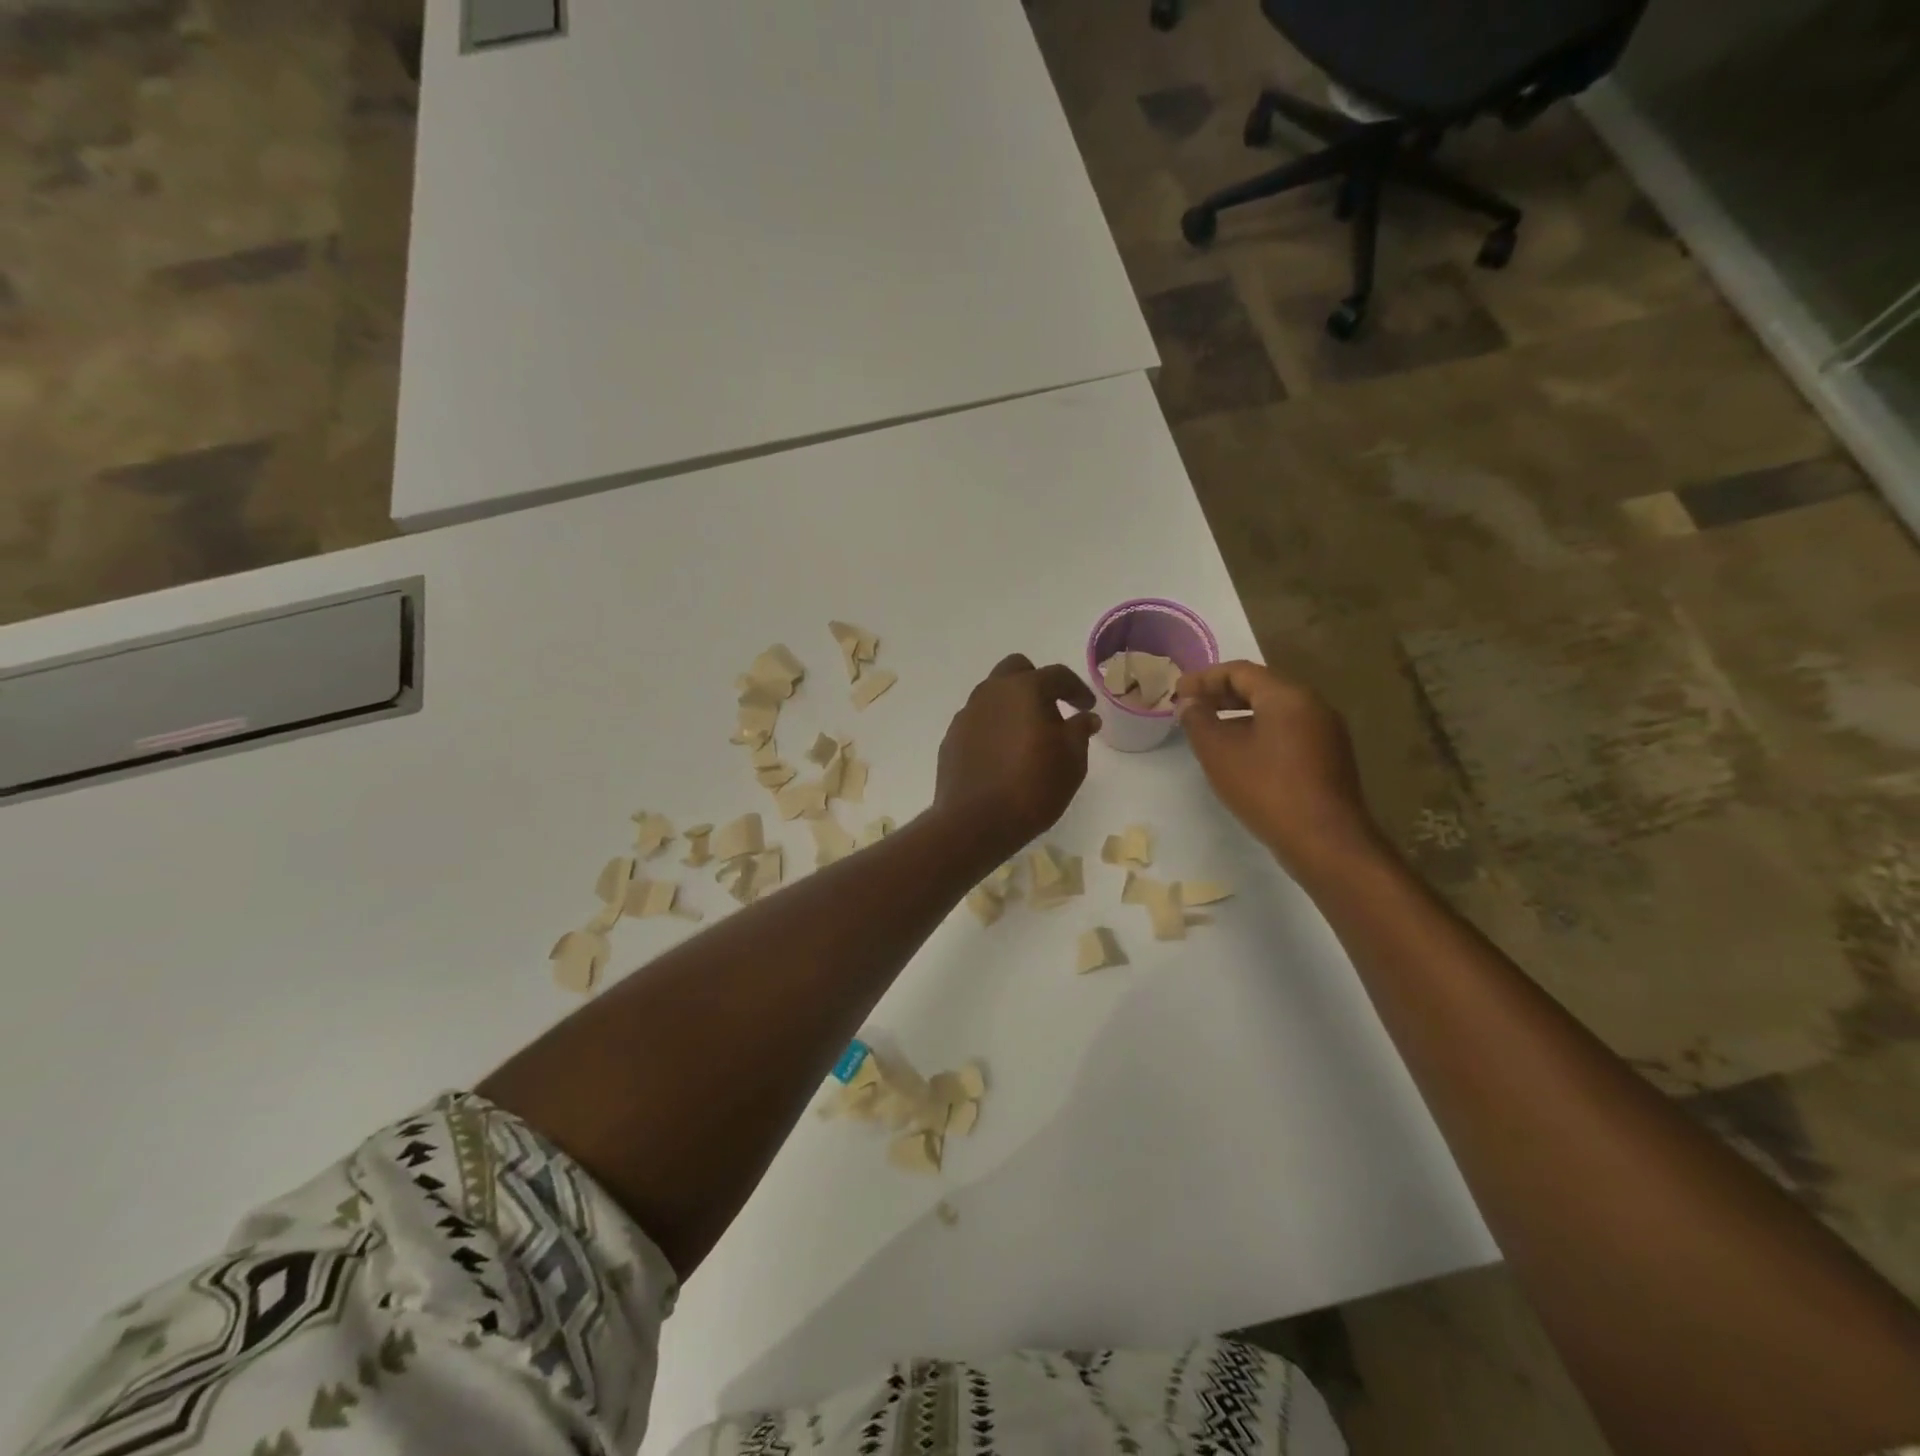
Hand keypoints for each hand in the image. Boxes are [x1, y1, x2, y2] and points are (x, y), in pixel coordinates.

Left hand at [934, 654, 1098, 860]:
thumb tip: (1085, 717)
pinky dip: (994, 728)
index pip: (1056, 675)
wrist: (975, 822)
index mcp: (1024, 690)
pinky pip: (978, 721)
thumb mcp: (1072, 762)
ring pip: (993, 695)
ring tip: (1027, 736)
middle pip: (1016, 671)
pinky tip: (1003, 755)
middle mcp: (991, 693)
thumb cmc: (1032, 787)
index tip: (1086, 707)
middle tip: (1053, 711)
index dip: (1076, 689)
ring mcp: (966, 715)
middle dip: (1037, 683)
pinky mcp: (952, 738)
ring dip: (1013, 706)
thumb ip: (1079, 731)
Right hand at [1177, 660, 1381, 876]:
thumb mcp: (1219, 753)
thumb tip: (1189, 703)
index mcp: (1287, 696)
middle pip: (1260, 688)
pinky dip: (1259, 733)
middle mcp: (1313, 705)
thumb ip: (1198, 720)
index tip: (1177, 692)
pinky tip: (1241, 755)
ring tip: (1210, 732)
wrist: (1324, 840)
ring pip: (1275, 711)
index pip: (1240, 671)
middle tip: (1190, 708)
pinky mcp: (1330, 757)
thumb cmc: (1266, 789)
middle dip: (1221, 695)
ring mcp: (1326, 732)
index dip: (1204, 678)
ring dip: (1239, 715)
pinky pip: (1288, 732)